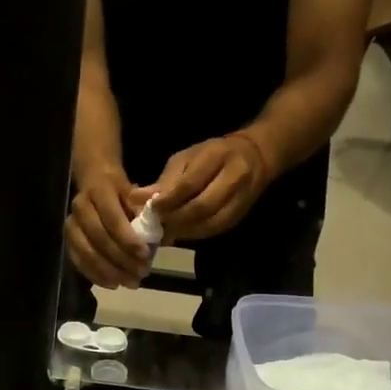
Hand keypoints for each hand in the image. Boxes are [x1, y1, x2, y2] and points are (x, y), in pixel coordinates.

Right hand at [65, 166, 149, 288]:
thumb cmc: (120, 191)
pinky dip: (96, 275)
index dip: (128, 239)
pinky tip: (113, 284)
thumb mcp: (135, 193)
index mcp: (99, 191)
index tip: (145, 255)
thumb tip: (153, 236)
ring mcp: (71, 224)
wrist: (94, 182)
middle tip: (141, 273)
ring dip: (110, 272)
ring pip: (86, 253)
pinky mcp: (67, 240)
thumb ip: (142, 212)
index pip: (112, 219)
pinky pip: (79, 262)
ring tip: (130, 282)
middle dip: (122, 259)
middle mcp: (80, 207)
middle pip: (99, 239)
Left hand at [149, 133, 269, 240]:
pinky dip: (194, 234)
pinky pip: (215, 230)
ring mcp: (241, 198)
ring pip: (209, 223)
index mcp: (216, 156)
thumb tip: (136, 198)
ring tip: (165, 232)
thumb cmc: (211, 155)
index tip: (150, 209)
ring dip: (184, 231)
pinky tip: (180, 234)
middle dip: (175, 219)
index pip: (189, 183)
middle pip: (201, 207)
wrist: (254, 157)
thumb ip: (164, 180)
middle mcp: (234, 177)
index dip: (168, 200)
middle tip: (156, 225)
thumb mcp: (186, 158)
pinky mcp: (240, 215)